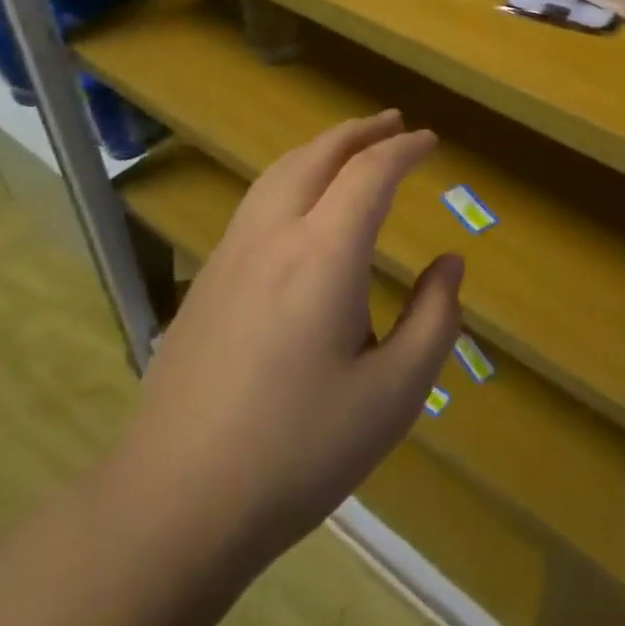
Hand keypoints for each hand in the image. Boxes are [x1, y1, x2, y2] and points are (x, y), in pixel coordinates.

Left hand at [110, 111, 463, 564]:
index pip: (369, 173)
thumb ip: (434, 320)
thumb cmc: (298, 451)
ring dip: (322, 148)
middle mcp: (273, 235)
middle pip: (318, 155)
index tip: (431, 141)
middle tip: (394, 123)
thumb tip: (450, 265)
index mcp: (323, 255)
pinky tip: (302, 202)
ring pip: (280, 171)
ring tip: (352, 147)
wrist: (174, 502)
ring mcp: (231, 253)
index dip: (404, 149)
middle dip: (360, 132)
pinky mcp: (207, 278)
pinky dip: (292, 174)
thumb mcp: (393, 396)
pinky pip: (257, 199)